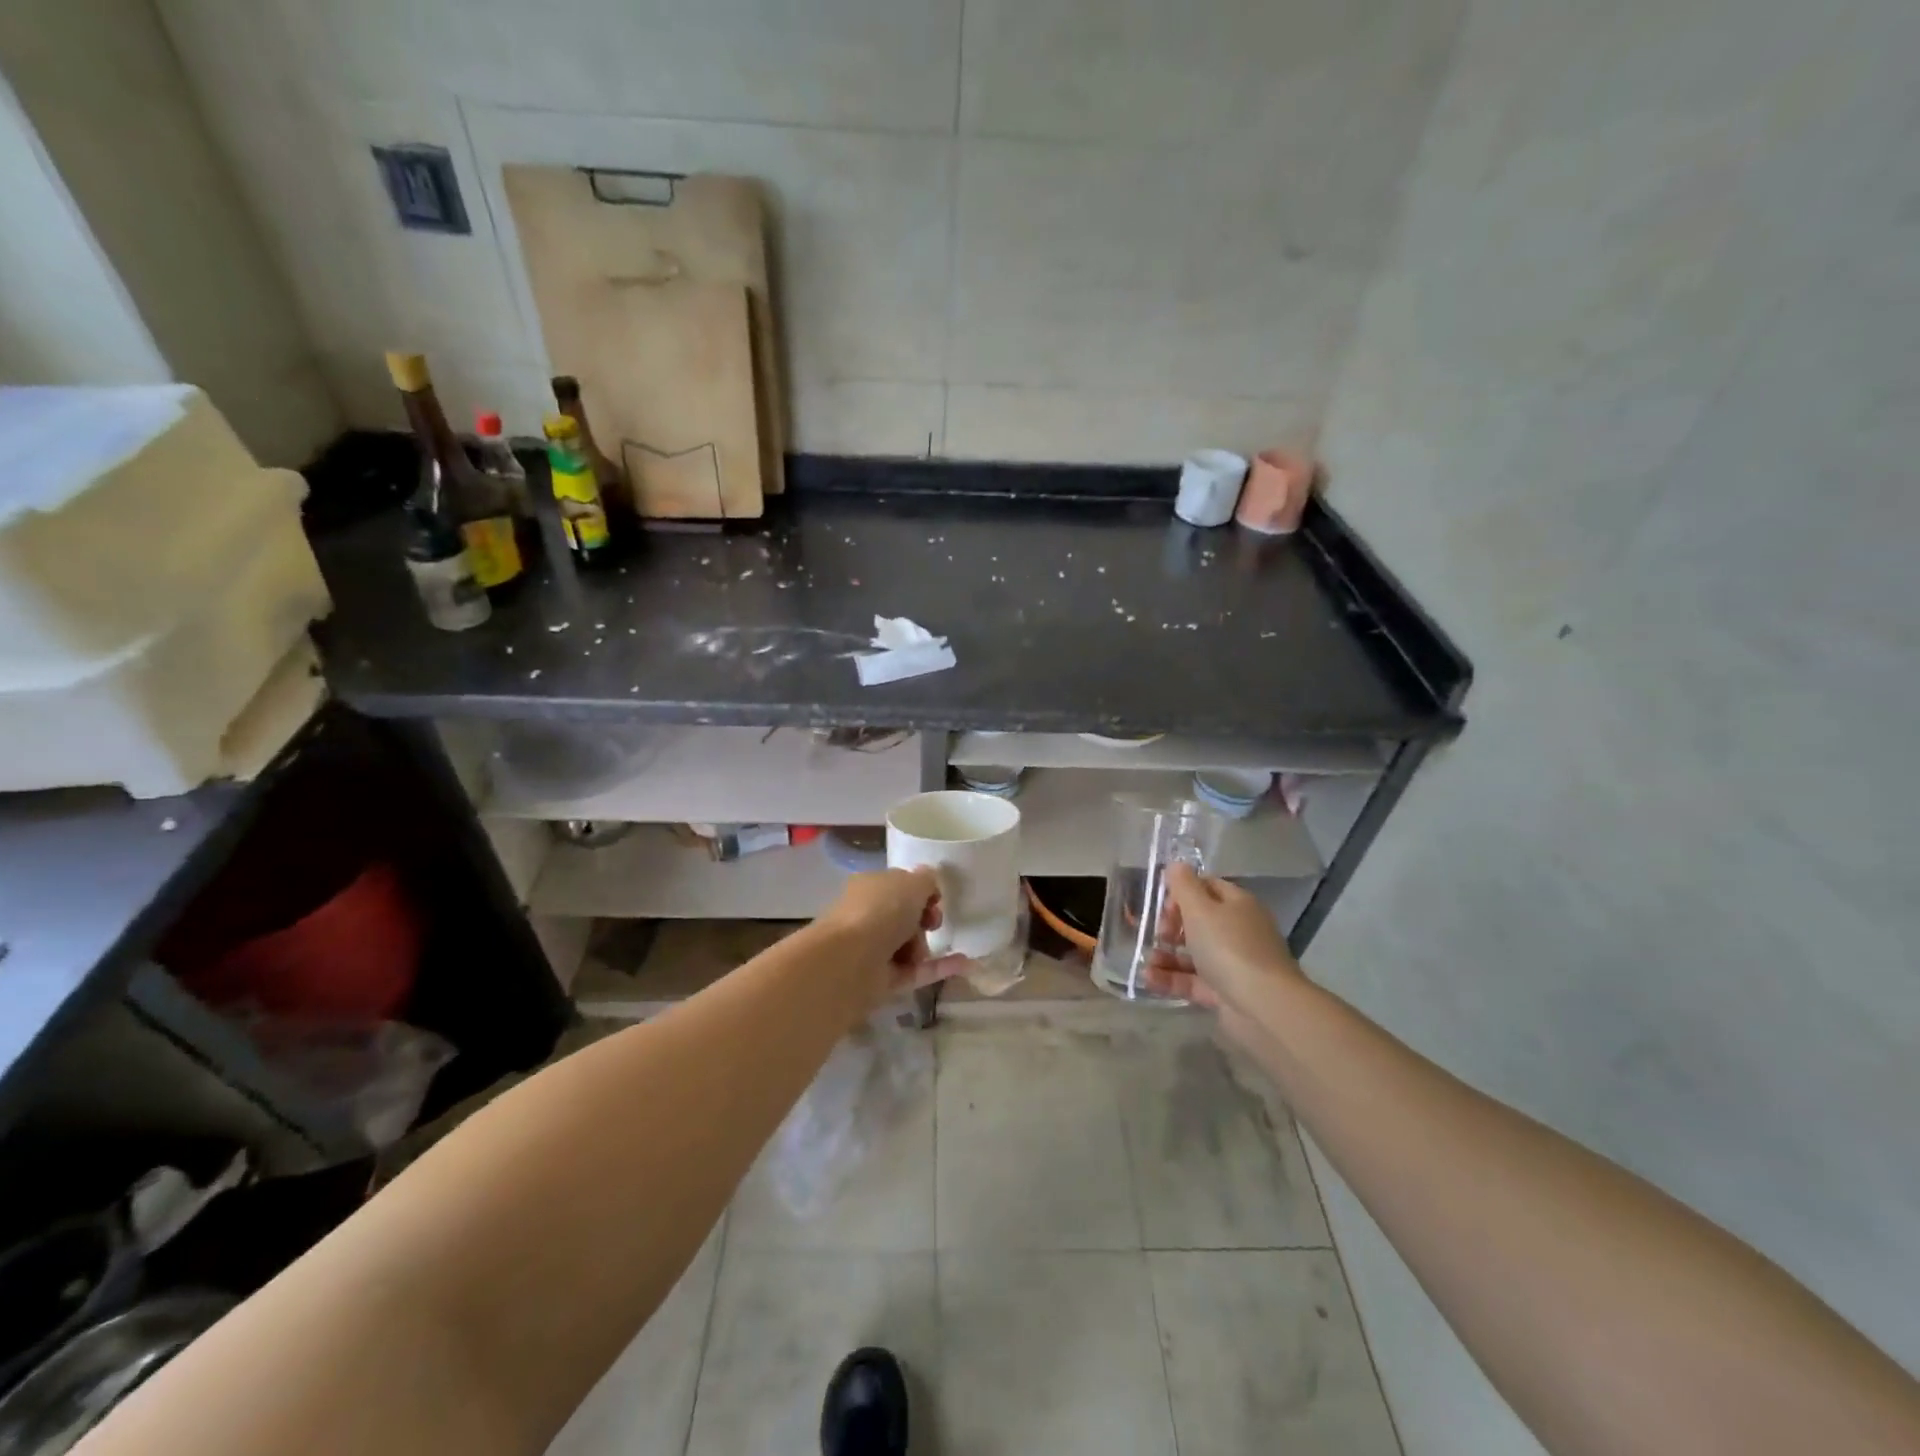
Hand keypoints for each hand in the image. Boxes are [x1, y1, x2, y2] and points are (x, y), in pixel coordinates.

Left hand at [817, 868, 968, 1006]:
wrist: (850, 960)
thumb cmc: (880, 911)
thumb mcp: (912, 883)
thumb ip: (926, 880)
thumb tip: (929, 880)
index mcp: (869, 887)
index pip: (898, 886)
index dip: (921, 891)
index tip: (936, 899)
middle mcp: (867, 915)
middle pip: (905, 916)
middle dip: (923, 919)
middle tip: (931, 923)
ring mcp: (873, 949)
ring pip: (909, 945)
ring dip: (924, 946)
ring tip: (920, 951)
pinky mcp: (882, 979)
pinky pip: (916, 971)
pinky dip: (939, 968)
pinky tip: (966, 964)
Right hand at [1144, 864, 1303, 1031]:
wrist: (1264, 1007)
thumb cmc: (1230, 948)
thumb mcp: (1201, 910)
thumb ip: (1184, 886)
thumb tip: (1176, 865)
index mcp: (1237, 904)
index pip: (1207, 887)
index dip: (1181, 892)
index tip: (1162, 906)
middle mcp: (1238, 930)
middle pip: (1199, 921)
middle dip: (1171, 926)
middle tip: (1157, 934)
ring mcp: (1233, 963)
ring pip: (1193, 953)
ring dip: (1166, 955)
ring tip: (1145, 961)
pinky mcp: (1226, 992)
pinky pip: (1193, 980)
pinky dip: (1171, 978)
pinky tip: (1148, 979)